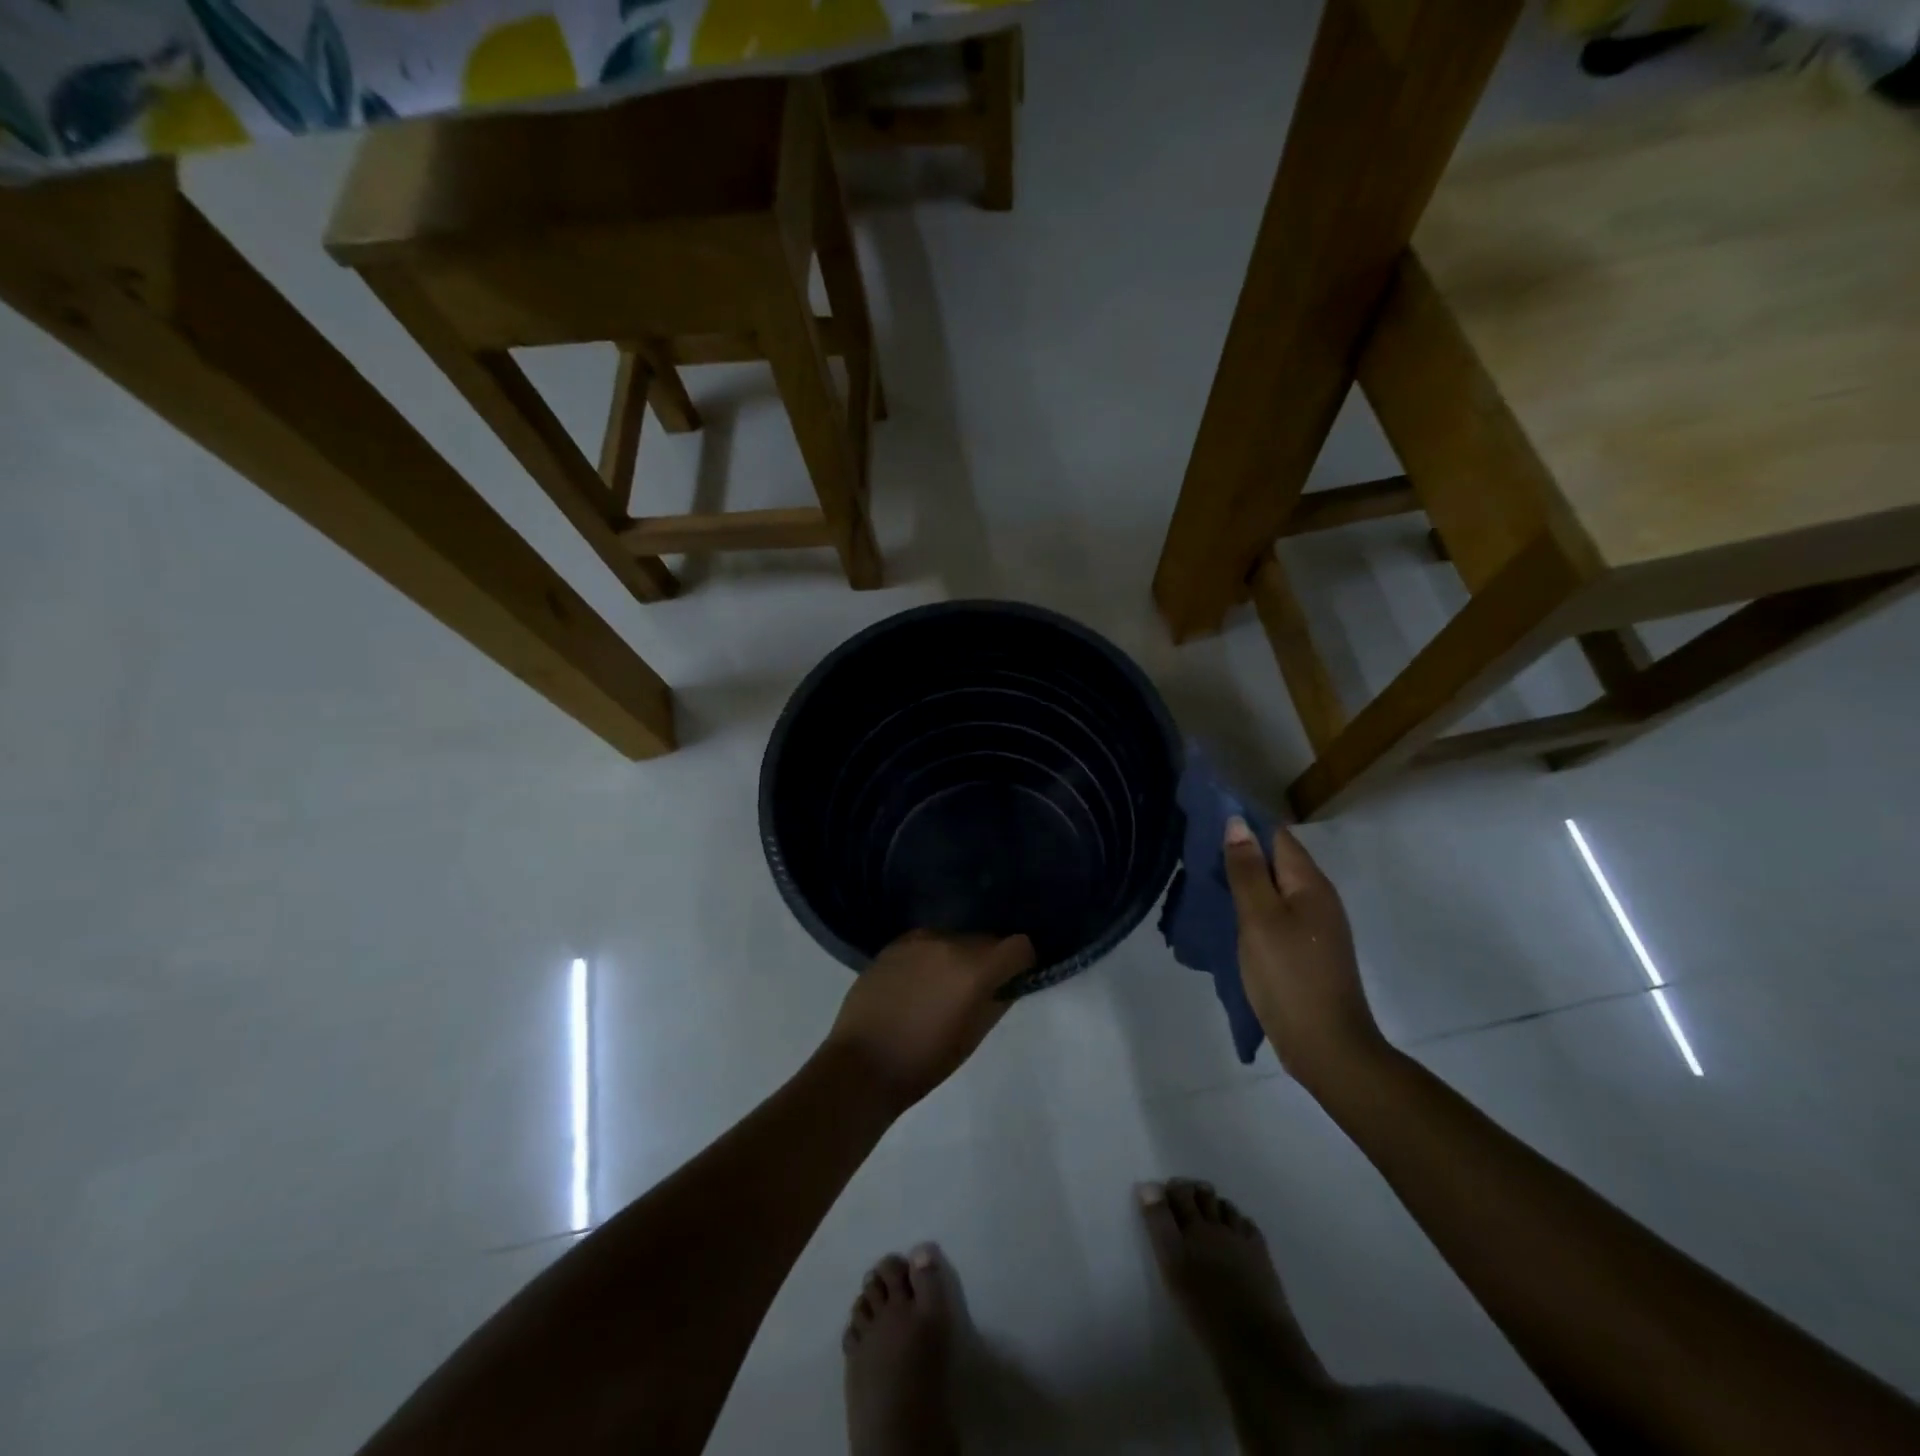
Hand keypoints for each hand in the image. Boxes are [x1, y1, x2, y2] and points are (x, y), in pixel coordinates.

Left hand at [825, 931, 1034, 1111]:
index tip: (1013, 980)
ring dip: (958, 957)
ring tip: (943, 989)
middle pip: (986, 939)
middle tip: (977, 991)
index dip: (1021, 963)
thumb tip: (1008, 982)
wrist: (862, 1065)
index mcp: (974, 968)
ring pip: (955, 938)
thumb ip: (997, 1000)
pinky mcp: (893, 944)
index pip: (1018, 945)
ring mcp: (917, 940)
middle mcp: (948, 942)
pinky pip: (926, 943)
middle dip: (989, 960)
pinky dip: (931, 957)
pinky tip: (917, 985)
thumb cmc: (925, 1061)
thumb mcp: (973, 1036)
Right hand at [1223, 816, 1385, 1087]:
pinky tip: (1225, 915)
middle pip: (1276, 860)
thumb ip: (1247, 870)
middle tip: (1193, 849)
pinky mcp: (1304, 949)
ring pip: (1273, 888)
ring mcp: (1313, 926)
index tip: (1204, 817)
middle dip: (1239, 851)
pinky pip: (1274, 912)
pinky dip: (1249, 906)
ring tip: (1201, 878)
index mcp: (1310, 883)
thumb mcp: (1260, 918)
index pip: (1276, 835)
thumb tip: (1237, 822)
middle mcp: (1317, 898)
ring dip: (1242, 880)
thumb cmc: (1289, 975)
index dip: (1243, 822)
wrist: (1326, 1045)